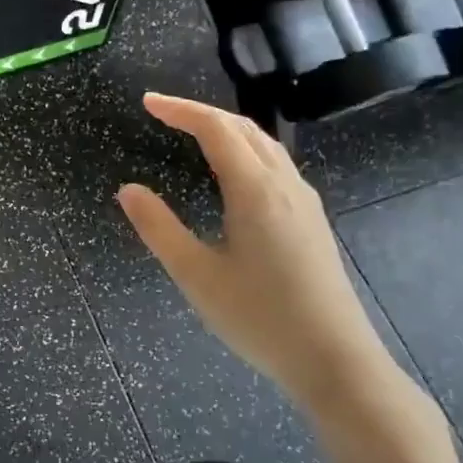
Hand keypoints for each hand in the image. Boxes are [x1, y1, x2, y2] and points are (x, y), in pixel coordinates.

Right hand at [118, 92, 396, 407]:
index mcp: (256, 191)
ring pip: (265, 145)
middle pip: (244, 129)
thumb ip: (159, 228)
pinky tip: (233, 172)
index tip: (147, 102)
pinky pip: (276, 165)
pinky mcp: (312, 221)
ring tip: (193, 132)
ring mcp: (304, 202)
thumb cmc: (259, 318)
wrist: (334, 360)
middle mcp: (285, 185)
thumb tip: (128, 190)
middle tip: (163, 112)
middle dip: (202, 113)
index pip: (216, 129)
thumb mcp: (196, 275)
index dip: (181, 109)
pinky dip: (246, 149)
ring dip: (227, 129)